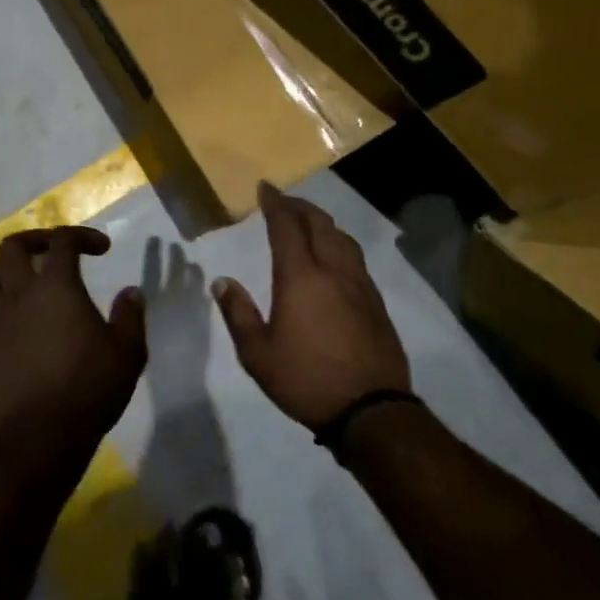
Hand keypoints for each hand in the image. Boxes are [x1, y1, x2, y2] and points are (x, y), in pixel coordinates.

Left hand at [0, 227, 146, 452]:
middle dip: (34, 241)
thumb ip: (129, 316)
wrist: (39, 436)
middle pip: (12, 247)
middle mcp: (18, 294)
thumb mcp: (127, 352)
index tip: (102, 249)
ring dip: (2, 272)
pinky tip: (3, 321)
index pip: (63, 241)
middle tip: (52, 252)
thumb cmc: (88, 388)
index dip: (82, 236)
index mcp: (56, 286)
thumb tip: (131, 291)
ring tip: (19, 284)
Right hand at [212, 185, 410, 429]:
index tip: (265, 188)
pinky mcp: (377, 303)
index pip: (286, 226)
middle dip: (299, 207)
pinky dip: (339, 245)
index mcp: (300, 277)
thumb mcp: (258, 355)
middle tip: (284, 201)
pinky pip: (356, 259)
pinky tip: (334, 259)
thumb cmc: (306, 380)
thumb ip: (239, 314)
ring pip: (342, 238)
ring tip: (309, 224)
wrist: (371, 410)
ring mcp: (360, 286)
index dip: (275, 203)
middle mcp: (333, 271)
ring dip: (323, 223)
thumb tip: (222, 282)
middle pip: (319, 224)